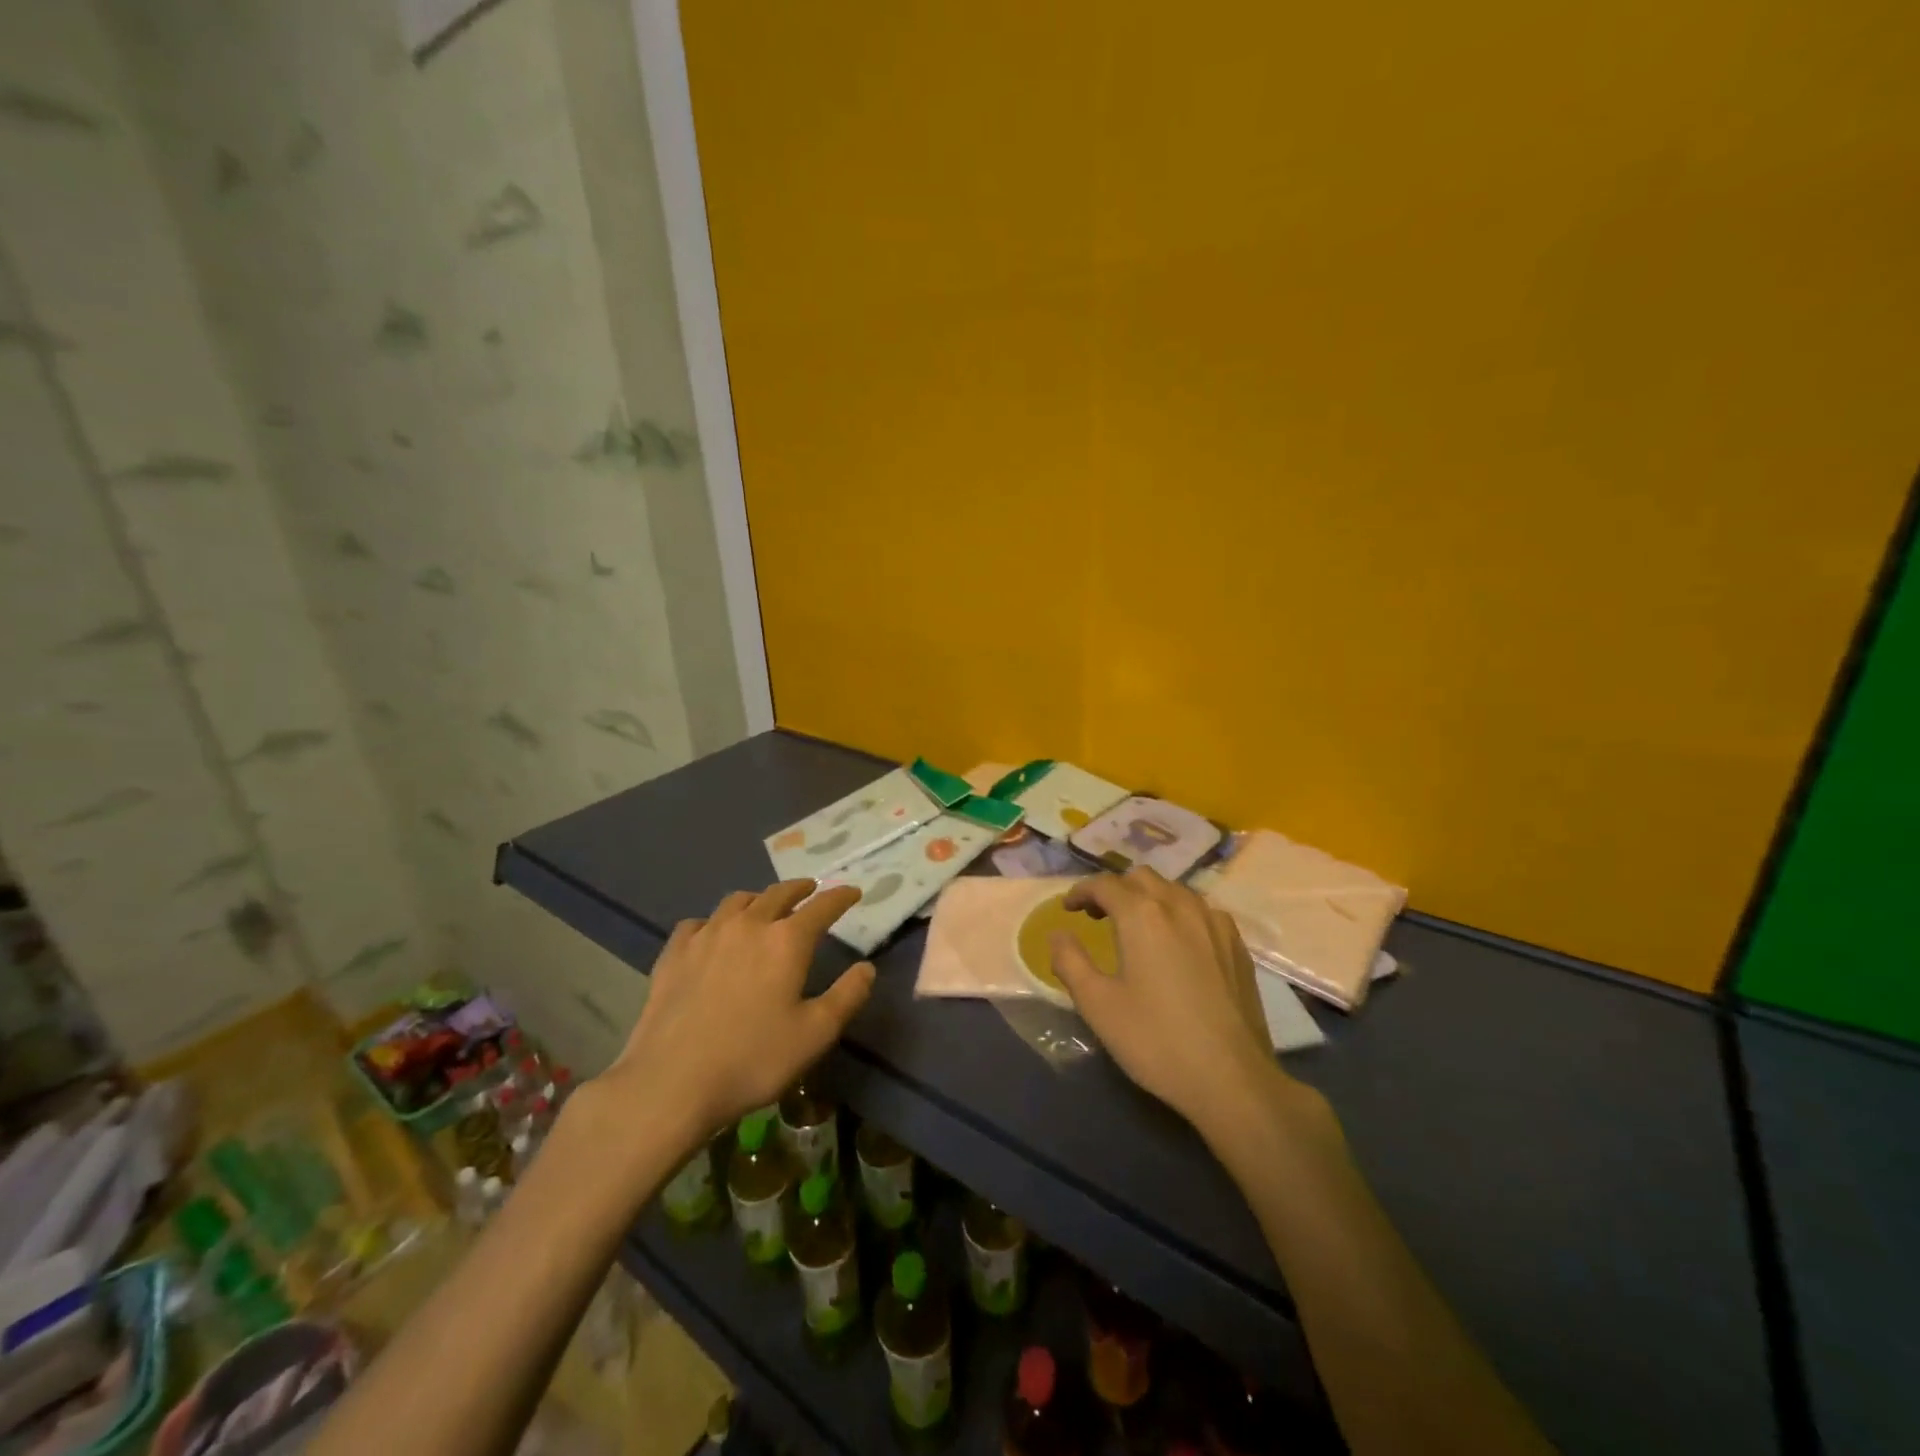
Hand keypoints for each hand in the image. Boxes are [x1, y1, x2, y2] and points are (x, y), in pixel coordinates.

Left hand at [600, 879, 874, 1141]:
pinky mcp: (674, 954)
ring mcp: (706, 936)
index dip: (840, 896)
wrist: (671, 1083)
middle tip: (810, 889)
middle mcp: (748, 925)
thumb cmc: (753, 1059)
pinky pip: (697, 923)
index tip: (852, 891)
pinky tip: (712, 935)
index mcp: (786, 941)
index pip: (822, 906)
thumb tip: (866, 967)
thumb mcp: (815, 1035)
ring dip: (758, 899)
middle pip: (778, 894)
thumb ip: (847, 996)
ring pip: (737, 901)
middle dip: (799, 889)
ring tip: (764, 907)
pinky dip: (713, 922)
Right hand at [1050, 868, 1293, 1135]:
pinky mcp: (1237, 945)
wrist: (1232, 1079)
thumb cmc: (1156, 1040)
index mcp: (1142, 915)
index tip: (1068, 909)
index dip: (1081, 891)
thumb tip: (1058, 935)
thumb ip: (1070, 961)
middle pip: (1142, 878)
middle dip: (1116, 890)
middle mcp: (1180, 906)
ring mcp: (1215, 923)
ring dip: (1149, 899)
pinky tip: (1178, 945)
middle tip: (1099, 917)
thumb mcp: (1098, 1005)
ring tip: (1137, 928)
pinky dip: (1180, 914)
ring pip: (1175, 891)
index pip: (1105, 884)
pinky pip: (1202, 911)